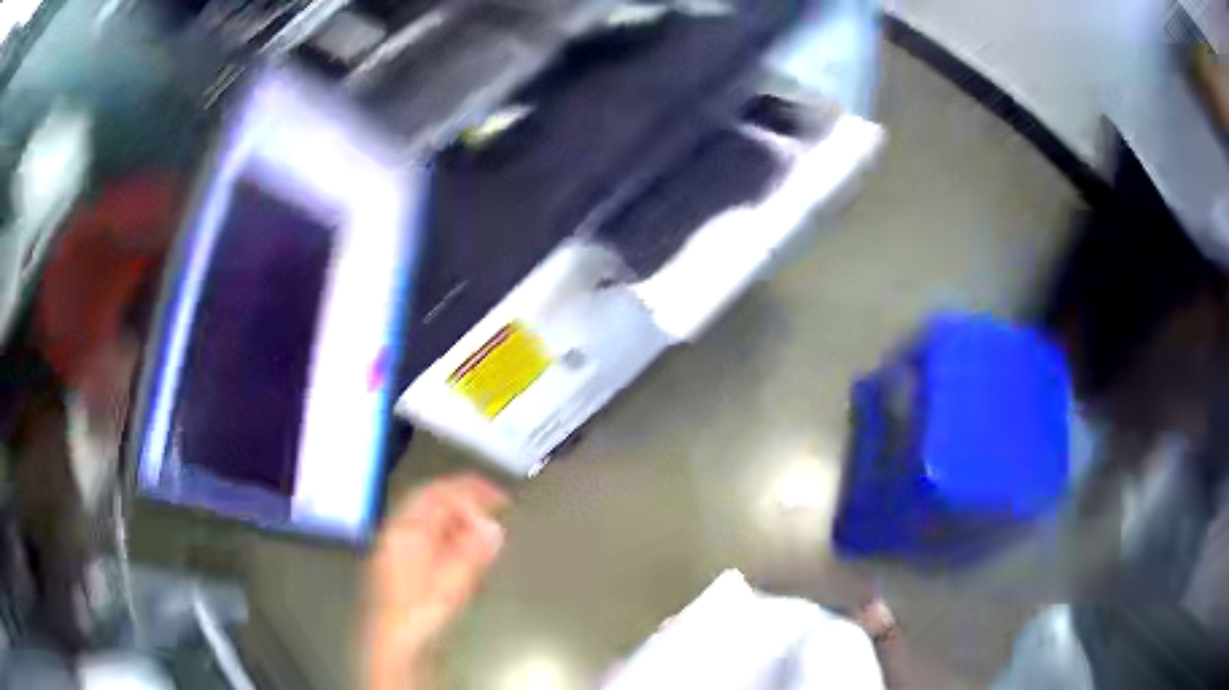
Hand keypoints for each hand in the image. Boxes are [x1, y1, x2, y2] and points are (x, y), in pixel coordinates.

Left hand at [364, 474, 508, 689]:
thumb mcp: (452, 582)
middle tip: (492, 503)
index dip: (470, 490)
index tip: (500, 497)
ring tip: (481, 523)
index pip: (438, 494)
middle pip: (428, 500)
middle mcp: (395, 531)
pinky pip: (422, 533)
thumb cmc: (420, 612)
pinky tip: (459, 546)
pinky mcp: (396, 564)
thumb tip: (493, 527)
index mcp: (405, 529)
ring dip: (454, 514)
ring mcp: (393, 547)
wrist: (392, 644)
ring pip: (424, 517)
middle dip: (461, 497)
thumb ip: (472, 551)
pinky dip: (445, 531)